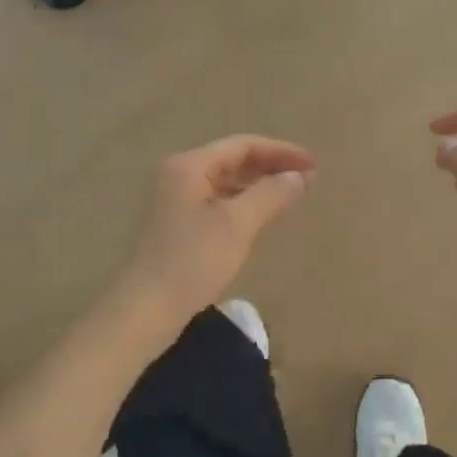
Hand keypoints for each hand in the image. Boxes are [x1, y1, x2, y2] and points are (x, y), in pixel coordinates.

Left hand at [112, 135, 315, 323]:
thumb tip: (301, 176)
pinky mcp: (176, 225)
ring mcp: (174, 200)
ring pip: (225, 182)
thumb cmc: (191, 261)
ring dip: (258, 185)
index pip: (242, 145)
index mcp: (189, 165)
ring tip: (290, 196)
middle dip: (271, 167)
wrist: (143, 311)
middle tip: (307, 179)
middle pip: (232, 160)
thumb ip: (271, 194)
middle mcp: (178, 175)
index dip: (281, 151)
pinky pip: (217, 202)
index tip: (313, 164)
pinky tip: (260, 217)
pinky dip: (242, 203)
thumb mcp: (237, 225)